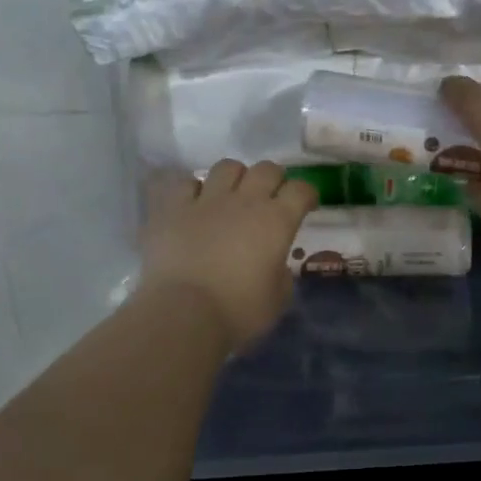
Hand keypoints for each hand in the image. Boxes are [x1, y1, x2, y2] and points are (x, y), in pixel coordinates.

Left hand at [139, 161, 317, 351]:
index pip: (301, 190)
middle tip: (271, 198)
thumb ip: (281, 273)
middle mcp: (245, 201)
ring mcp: (206, 200)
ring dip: (235, 178)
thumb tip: (274, 265)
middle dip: (274, 179)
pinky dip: (193, 190)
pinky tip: (194, 204)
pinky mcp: (172, 208)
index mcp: (277, 221)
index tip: (307, 205)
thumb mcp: (278, 298)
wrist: (184, 313)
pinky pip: (185, 183)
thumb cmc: (239, 311)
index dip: (307, 194)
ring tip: (232, 195)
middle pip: (267, 169)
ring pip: (227, 167)